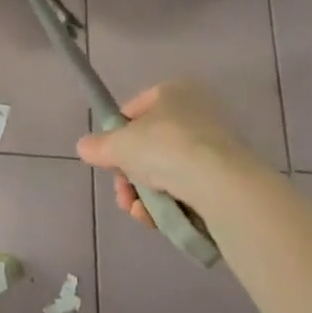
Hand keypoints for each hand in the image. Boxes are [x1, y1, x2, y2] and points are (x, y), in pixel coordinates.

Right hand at [75, 80, 252, 226]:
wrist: (220, 184)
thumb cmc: (165, 148)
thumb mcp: (119, 145)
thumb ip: (99, 146)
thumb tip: (85, 147)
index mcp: (173, 92)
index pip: (134, 111)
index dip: (117, 136)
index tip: (110, 159)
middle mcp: (197, 113)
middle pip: (149, 146)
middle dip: (130, 175)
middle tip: (123, 194)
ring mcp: (214, 147)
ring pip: (167, 172)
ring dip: (146, 194)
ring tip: (139, 212)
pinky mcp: (227, 179)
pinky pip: (188, 189)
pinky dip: (170, 205)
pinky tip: (157, 220)